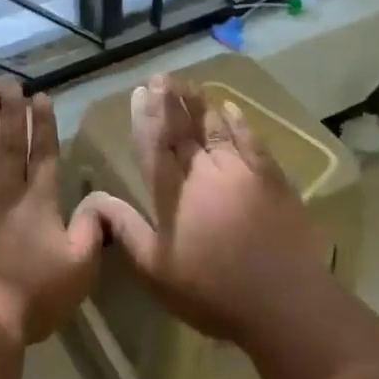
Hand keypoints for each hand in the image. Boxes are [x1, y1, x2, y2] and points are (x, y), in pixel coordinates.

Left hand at [0, 81, 103, 342]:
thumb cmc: (34, 295)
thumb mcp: (80, 268)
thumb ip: (92, 231)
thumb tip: (100, 202)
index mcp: (40, 202)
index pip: (44, 154)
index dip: (44, 125)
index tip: (41, 97)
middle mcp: (6, 192)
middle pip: (10, 145)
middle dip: (12, 113)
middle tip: (10, 84)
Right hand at [84, 74, 328, 344]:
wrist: (285, 302)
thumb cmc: (212, 290)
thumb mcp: (156, 268)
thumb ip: (126, 229)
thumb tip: (93, 200)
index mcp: (173, 193)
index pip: (155, 145)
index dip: (147, 117)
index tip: (141, 91)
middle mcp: (205, 173)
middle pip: (184, 129)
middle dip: (171, 101)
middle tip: (162, 76)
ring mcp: (241, 172)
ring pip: (215, 128)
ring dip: (200, 105)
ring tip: (189, 85)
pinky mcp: (271, 178)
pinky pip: (251, 140)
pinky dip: (239, 122)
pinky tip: (230, 108)